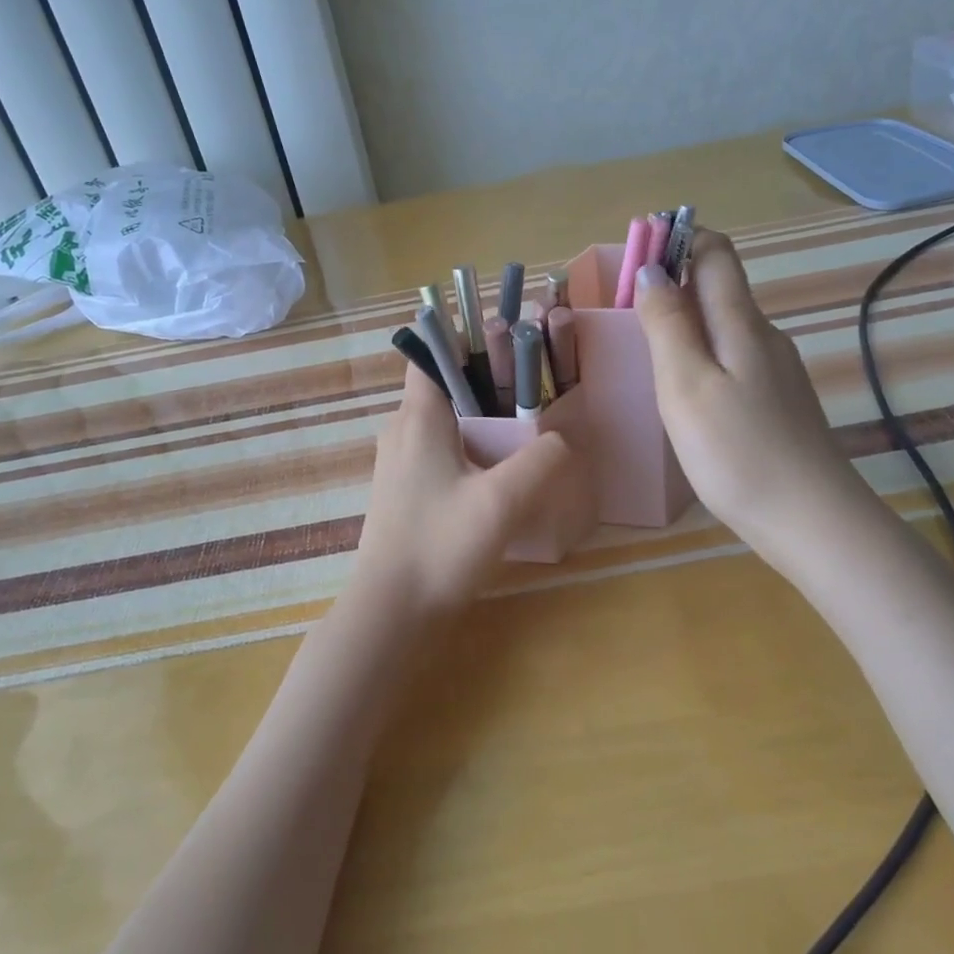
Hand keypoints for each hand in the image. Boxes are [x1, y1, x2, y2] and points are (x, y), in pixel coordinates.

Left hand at [352, 363, 576, 616]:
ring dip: (483, 420)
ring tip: (527, 431)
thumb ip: (541, 461)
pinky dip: (472, 450)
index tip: (511, 341)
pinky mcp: (406, 491)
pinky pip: (442, 452)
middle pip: (446, 387)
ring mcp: (400, 463)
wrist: (391, 613)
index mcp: (418, 418)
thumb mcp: (502, 501)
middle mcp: (402, 431)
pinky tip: (502, 474)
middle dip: (489, 382)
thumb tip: (562, 438)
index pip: (432, 354)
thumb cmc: (440, 546)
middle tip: (536, 390)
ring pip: (446, 422)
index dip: (467, 339)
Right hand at [635, 231, 868, 569]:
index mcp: (741, 322)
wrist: (812, 521)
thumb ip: (667, 324)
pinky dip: (702, 357)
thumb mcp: (686, 384)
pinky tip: (686, 394)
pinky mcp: (778, 402)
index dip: (677, 240)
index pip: (715, 252)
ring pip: (725, 327)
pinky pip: (733, 359)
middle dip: (673, 283)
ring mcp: (776, 371)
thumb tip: (650, 269)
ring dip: (685, 323)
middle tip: (626, 313)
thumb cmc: (737, 451)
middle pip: (719, 287)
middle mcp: (764, 335)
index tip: (635, 256)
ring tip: (647, 353)